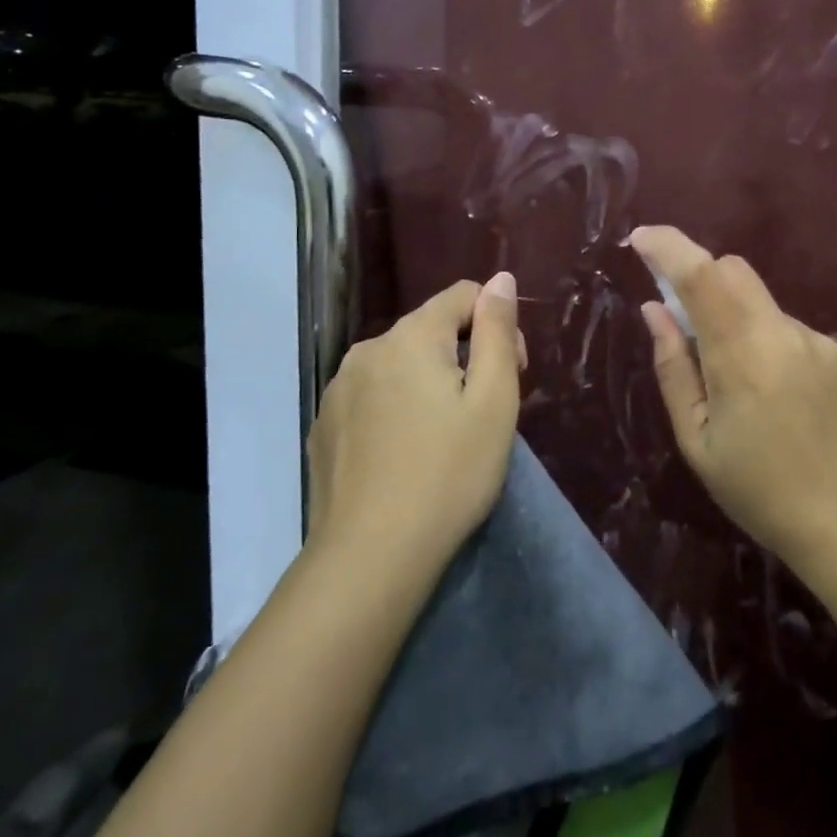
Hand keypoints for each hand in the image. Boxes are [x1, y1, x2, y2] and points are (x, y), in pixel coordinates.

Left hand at [306, 273, 524, 580]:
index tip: (511, 375)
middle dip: (465, 355)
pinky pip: (373, 395)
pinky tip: (406, 454)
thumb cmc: (449, 473)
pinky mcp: (324, 426)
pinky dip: (397, 408)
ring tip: (445, 436)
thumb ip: (497, 330)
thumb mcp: (494, 399)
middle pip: (431, 329)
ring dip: (430, 382)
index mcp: (411, 336)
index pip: (463, 295)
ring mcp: (338, 389)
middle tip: (484, 412)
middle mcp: (367, 350)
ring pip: (400, 364)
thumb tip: (501, 279)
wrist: (371, 558)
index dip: (497, 326)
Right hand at [628, 227, 836, 570]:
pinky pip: (795, 333)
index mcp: (742, 357)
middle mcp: (786, 334)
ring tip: (750, 392)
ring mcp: (823, 343)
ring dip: (742, 326)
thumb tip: (654, 310)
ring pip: (764, 307)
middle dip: (703, 282)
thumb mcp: (697, 441)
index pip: (702, 276)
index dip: (669, 247)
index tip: (641, 239)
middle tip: (690, 328)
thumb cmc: (760, 492)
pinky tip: (786, 400)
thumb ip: (673, 368)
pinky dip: (775, 348)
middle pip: (735, 272)